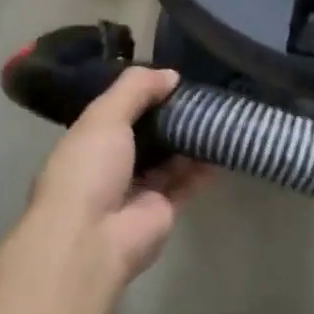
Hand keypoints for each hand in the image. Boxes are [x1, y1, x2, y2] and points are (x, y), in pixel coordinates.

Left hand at [13, 67, 209, 300]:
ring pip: (170, 158)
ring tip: (220, 112)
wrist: (92, 238)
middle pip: (147, 134)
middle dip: (171, 115)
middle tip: (205, 92)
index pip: (118, 111)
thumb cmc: (89, 169)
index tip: (173, 76)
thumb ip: (135, 89)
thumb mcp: (104, 116)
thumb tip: (171, 75)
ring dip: (190, 139)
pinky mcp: (163, 210)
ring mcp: (138, 189)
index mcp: (89, 141)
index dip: (143, 93)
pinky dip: (204, 166)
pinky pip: (187, 182)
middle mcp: (112, 164)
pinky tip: (225, 144)